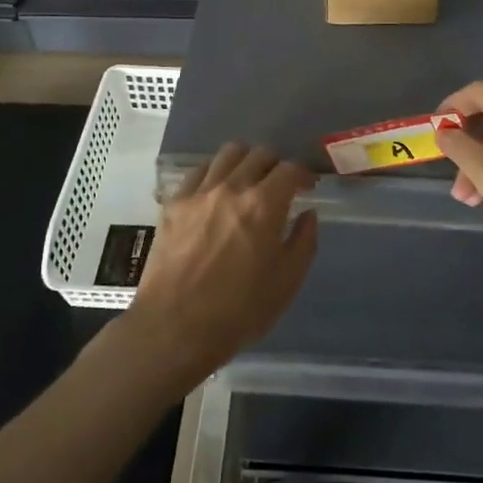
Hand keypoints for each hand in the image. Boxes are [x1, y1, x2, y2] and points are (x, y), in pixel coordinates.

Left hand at [122, 144, 318, 388]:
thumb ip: (303, 242)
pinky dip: (215, 172)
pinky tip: (216, 191)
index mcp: (264, 205)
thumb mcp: (286, 283)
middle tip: (279, 185)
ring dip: (245, 161)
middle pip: (259, 154)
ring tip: (248, 180)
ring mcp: (199, 192)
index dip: (303, 174)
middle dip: (276, 165)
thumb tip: (307, 214)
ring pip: (228, 153)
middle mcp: (232, 187)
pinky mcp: (174, 202)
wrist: (174, 328)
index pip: (290, 169)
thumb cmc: (238, 311)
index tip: (307, 187)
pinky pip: (199, 170)